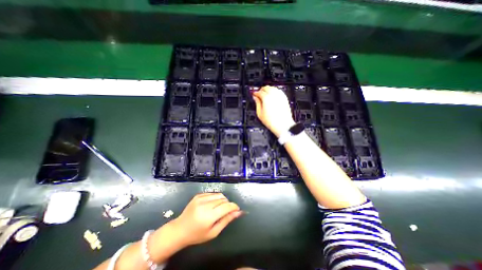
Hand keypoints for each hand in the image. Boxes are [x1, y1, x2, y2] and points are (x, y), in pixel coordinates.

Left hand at [168, 193, 240, 247]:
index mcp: (208, 216)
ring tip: (218, 208)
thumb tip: (238, 212)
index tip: (237, 209)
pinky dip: (216, 198)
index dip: (234, 207)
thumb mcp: (213, 232)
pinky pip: (212, 193)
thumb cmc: (197, 235)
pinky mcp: (198, 195)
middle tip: (226, 212)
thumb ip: (226, 220)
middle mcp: (205, 204)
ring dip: (222, 200)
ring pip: (219, 195)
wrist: (179, 229)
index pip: (226, 206)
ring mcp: (200, 198)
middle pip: (223, 199)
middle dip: (228, 204)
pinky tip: (212, 205)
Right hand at [252, 86, 293, 137]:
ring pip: (272, 88)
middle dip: (261, 90)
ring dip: (268, 90)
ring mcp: (280, 96)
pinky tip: (272, 96)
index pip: (259, 92)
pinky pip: (278, 91)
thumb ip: (257, 103)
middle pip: (266, 87)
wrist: (283, 125)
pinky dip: (274, 91)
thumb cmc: (272, 122)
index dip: (255, 93)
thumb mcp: (260, 113)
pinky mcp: (284, 98)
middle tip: (258, 94)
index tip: (253, 94)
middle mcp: (274, 95)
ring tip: (265, 95)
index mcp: (266, 98)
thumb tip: (255, 98)